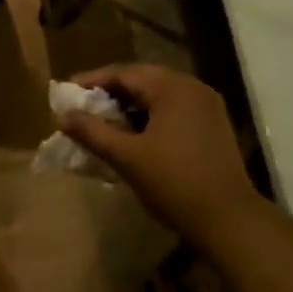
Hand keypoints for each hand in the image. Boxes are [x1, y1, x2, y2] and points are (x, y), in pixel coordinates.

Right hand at [63, 64, 264, 247]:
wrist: (228, 218)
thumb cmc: (174, 183)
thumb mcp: (127, 157)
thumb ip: (93, 132)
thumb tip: (63, 116)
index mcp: (172, 88)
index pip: (124, 73)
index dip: (92, 81)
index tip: (67, 92)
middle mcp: (192, 88)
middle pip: (142, 81)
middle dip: (110, 93)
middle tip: (82, 108)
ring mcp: (207, 106)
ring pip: (159, 97)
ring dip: (130, 107)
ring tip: (103, 123)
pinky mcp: (213, 126)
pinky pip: (173, 111)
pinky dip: (150, 118)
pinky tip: (133, 137)